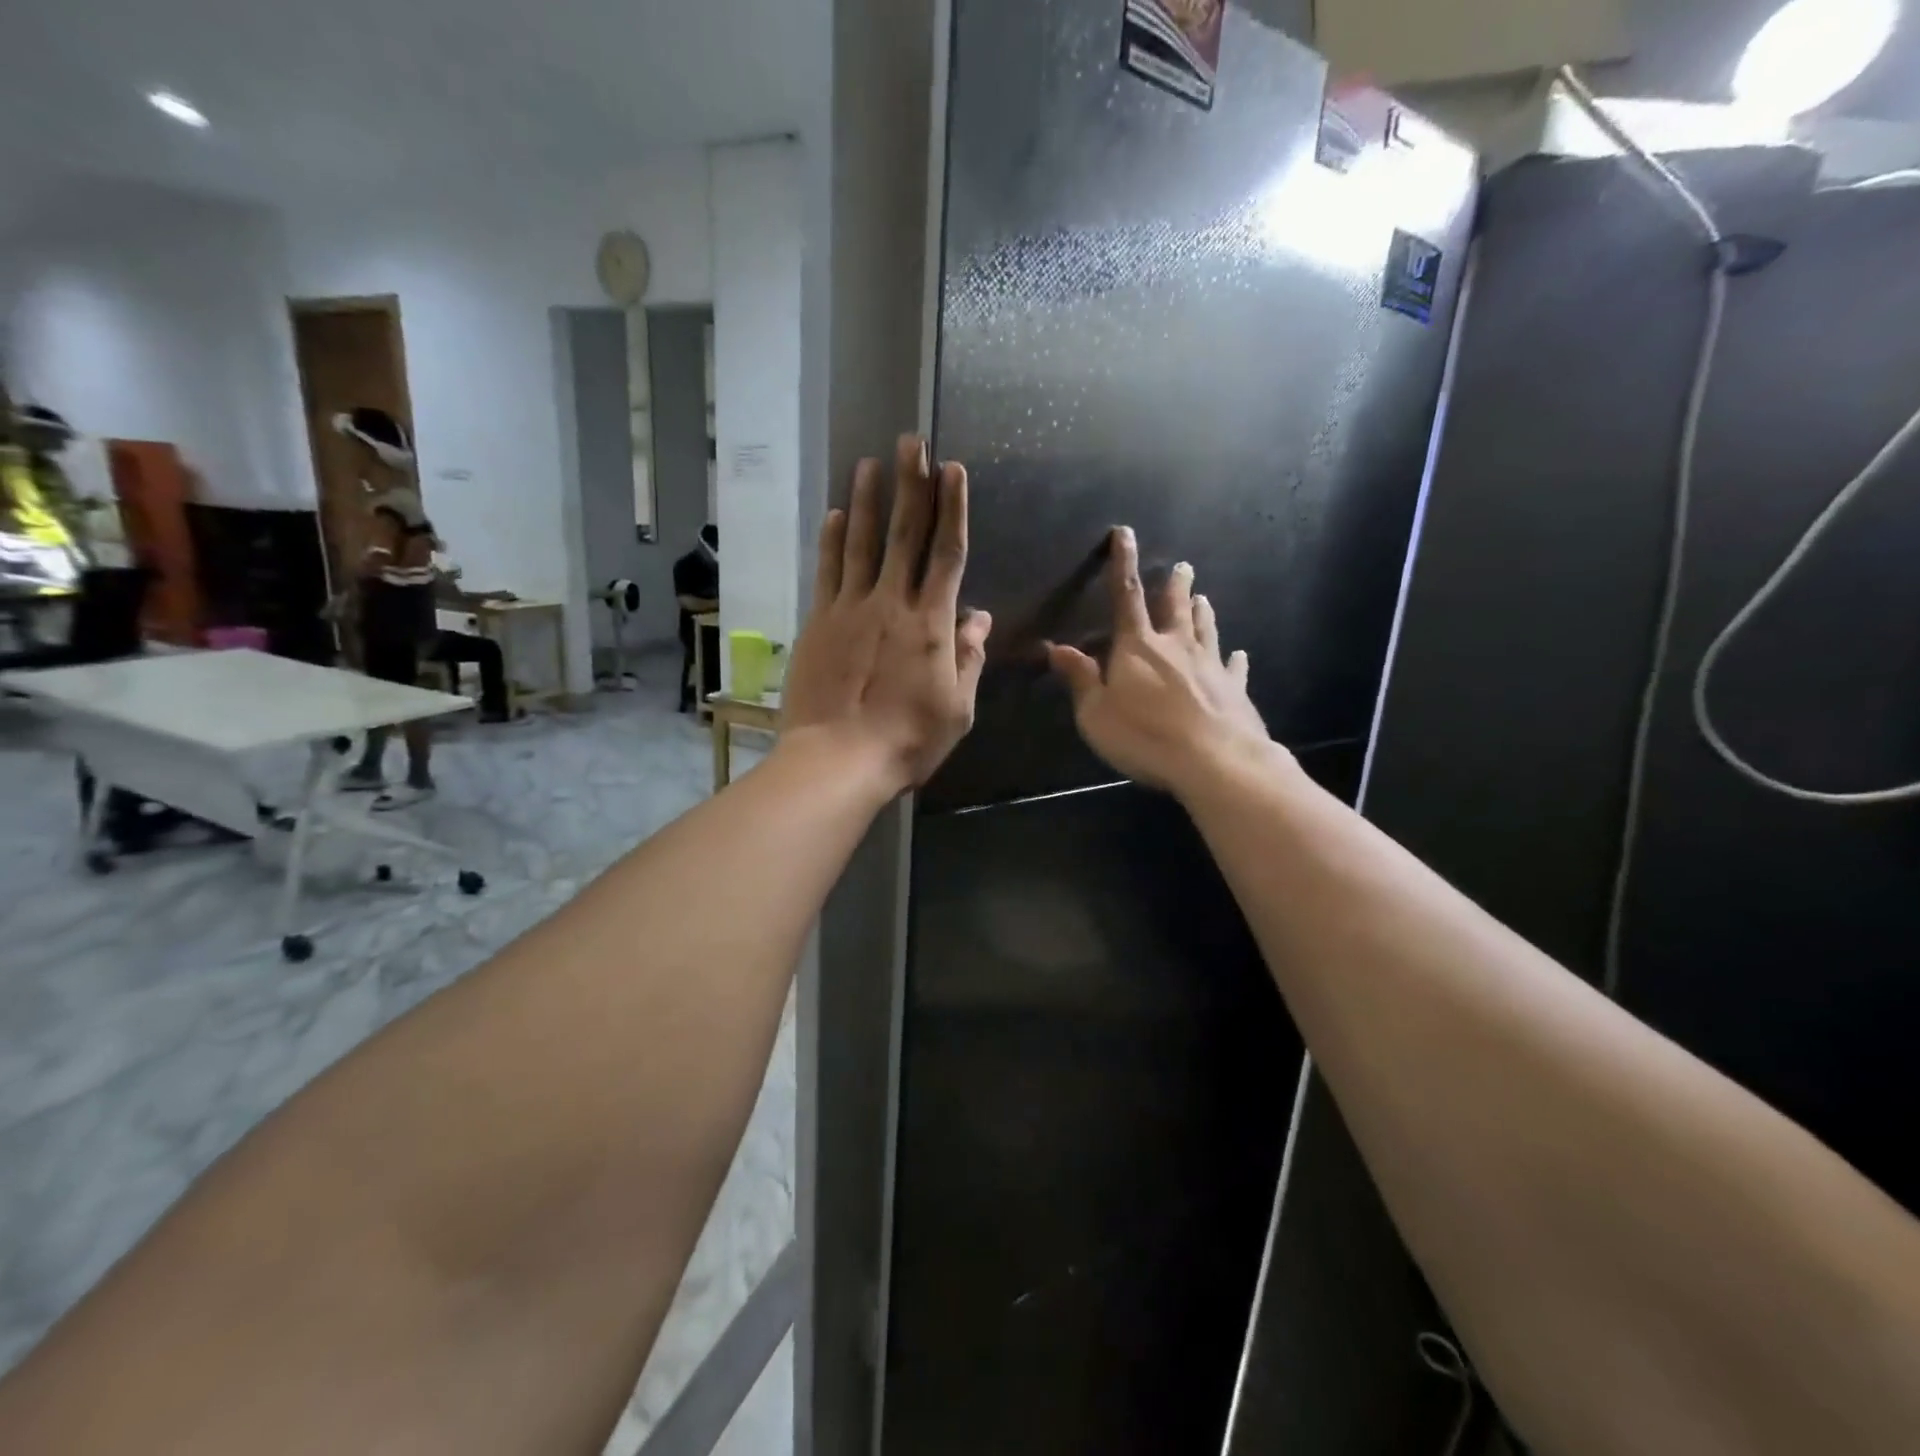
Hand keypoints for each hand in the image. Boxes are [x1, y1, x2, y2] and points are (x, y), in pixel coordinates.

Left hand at [780, 435, 992, 796]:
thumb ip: (968, 658)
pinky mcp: (819, 622)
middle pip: (904, 535)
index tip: (953, 470)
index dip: (952, 509)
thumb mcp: (957, 709)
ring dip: (866, 500)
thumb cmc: (907, 741)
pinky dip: (830, 541)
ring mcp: (850, 609)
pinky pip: (827, 572)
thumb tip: (978, 617)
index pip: (947, 554)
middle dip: (911, 485)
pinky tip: (832, 515)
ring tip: (869, 463)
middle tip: (911, 442)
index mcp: (930, 624)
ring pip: (860, 543)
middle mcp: (891, 604)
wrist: (838, 760)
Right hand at [1049, 527, 1273, 794]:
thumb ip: (1080, 679)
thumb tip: (1057, 648)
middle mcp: (1176, 647)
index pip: (1126, 597)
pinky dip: (1235, 660)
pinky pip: (1234, 668)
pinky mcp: (1234, 690)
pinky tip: (1240, 655)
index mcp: (1138, 647)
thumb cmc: (1146, 736)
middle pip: (1175, 608)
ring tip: (1204, 598)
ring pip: (1206, 630)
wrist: (1215, 760)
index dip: (1122, 564)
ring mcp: (1210, 666)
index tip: (1124, 533)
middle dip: (1176, 586)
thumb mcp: (1096, 714)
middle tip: (1184, 566)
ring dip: (1203, 613)